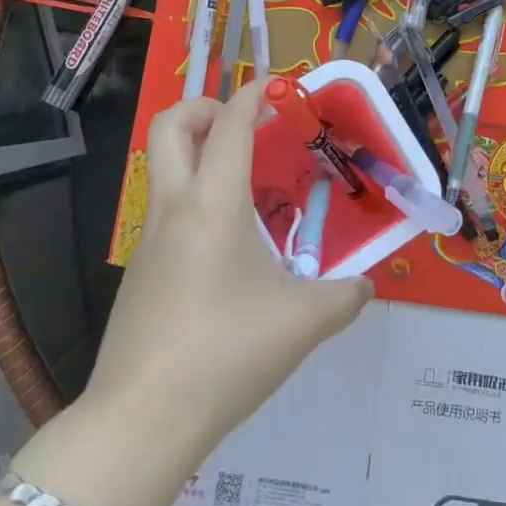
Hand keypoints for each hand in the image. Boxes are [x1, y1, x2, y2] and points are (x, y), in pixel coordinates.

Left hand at [81, 82, 373, 471]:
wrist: (142, 420)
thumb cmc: (226, 353)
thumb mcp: (302, 323)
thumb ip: (344, 297)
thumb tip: (365, 287)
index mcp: (213, 203)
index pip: (232, 125)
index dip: (254, 94)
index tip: (278, 85)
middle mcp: (175, 207)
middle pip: (169, 125)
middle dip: (205, 107)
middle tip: (243, 125)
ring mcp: (149, 239)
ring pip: (164, 168)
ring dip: (199, 155)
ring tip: (247, 188)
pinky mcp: (140, 271)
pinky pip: (166, 212)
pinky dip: (195, 201)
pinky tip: (228, 251)